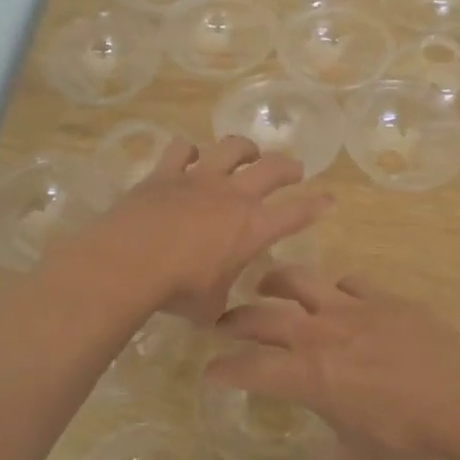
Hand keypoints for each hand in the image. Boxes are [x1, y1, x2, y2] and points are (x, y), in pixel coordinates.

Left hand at [92, 137, 332, 324]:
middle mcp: (232, 196)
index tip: (329, 199)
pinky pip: (181, 150)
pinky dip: (189, 151)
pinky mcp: (165, 173)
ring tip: (247, 152)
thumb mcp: (209, 308)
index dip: (316, 206)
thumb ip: (219, 302)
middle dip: (288, 166)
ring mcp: (198, 179)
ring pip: (231, 148)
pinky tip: (189, 155)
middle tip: (294, 169)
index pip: (296, 214)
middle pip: (271, 169)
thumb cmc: (178, 291)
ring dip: (244, 148)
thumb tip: (217, 310)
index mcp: (253, 229)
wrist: (129, 262)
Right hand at [208, 267, 459, 459]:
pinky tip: (340, 295)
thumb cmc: (408, 435)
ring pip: (300, 280)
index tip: (210, 372)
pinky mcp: (384, 297)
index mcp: (306, 376)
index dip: (222, 369)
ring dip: (276, 281)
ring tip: (267, 285)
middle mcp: (318, 334)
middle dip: (234, 319)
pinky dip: (337, 288)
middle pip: (261, 316)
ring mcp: (351, 308)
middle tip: (223, 323)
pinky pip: (350, 282)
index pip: (248, 368)